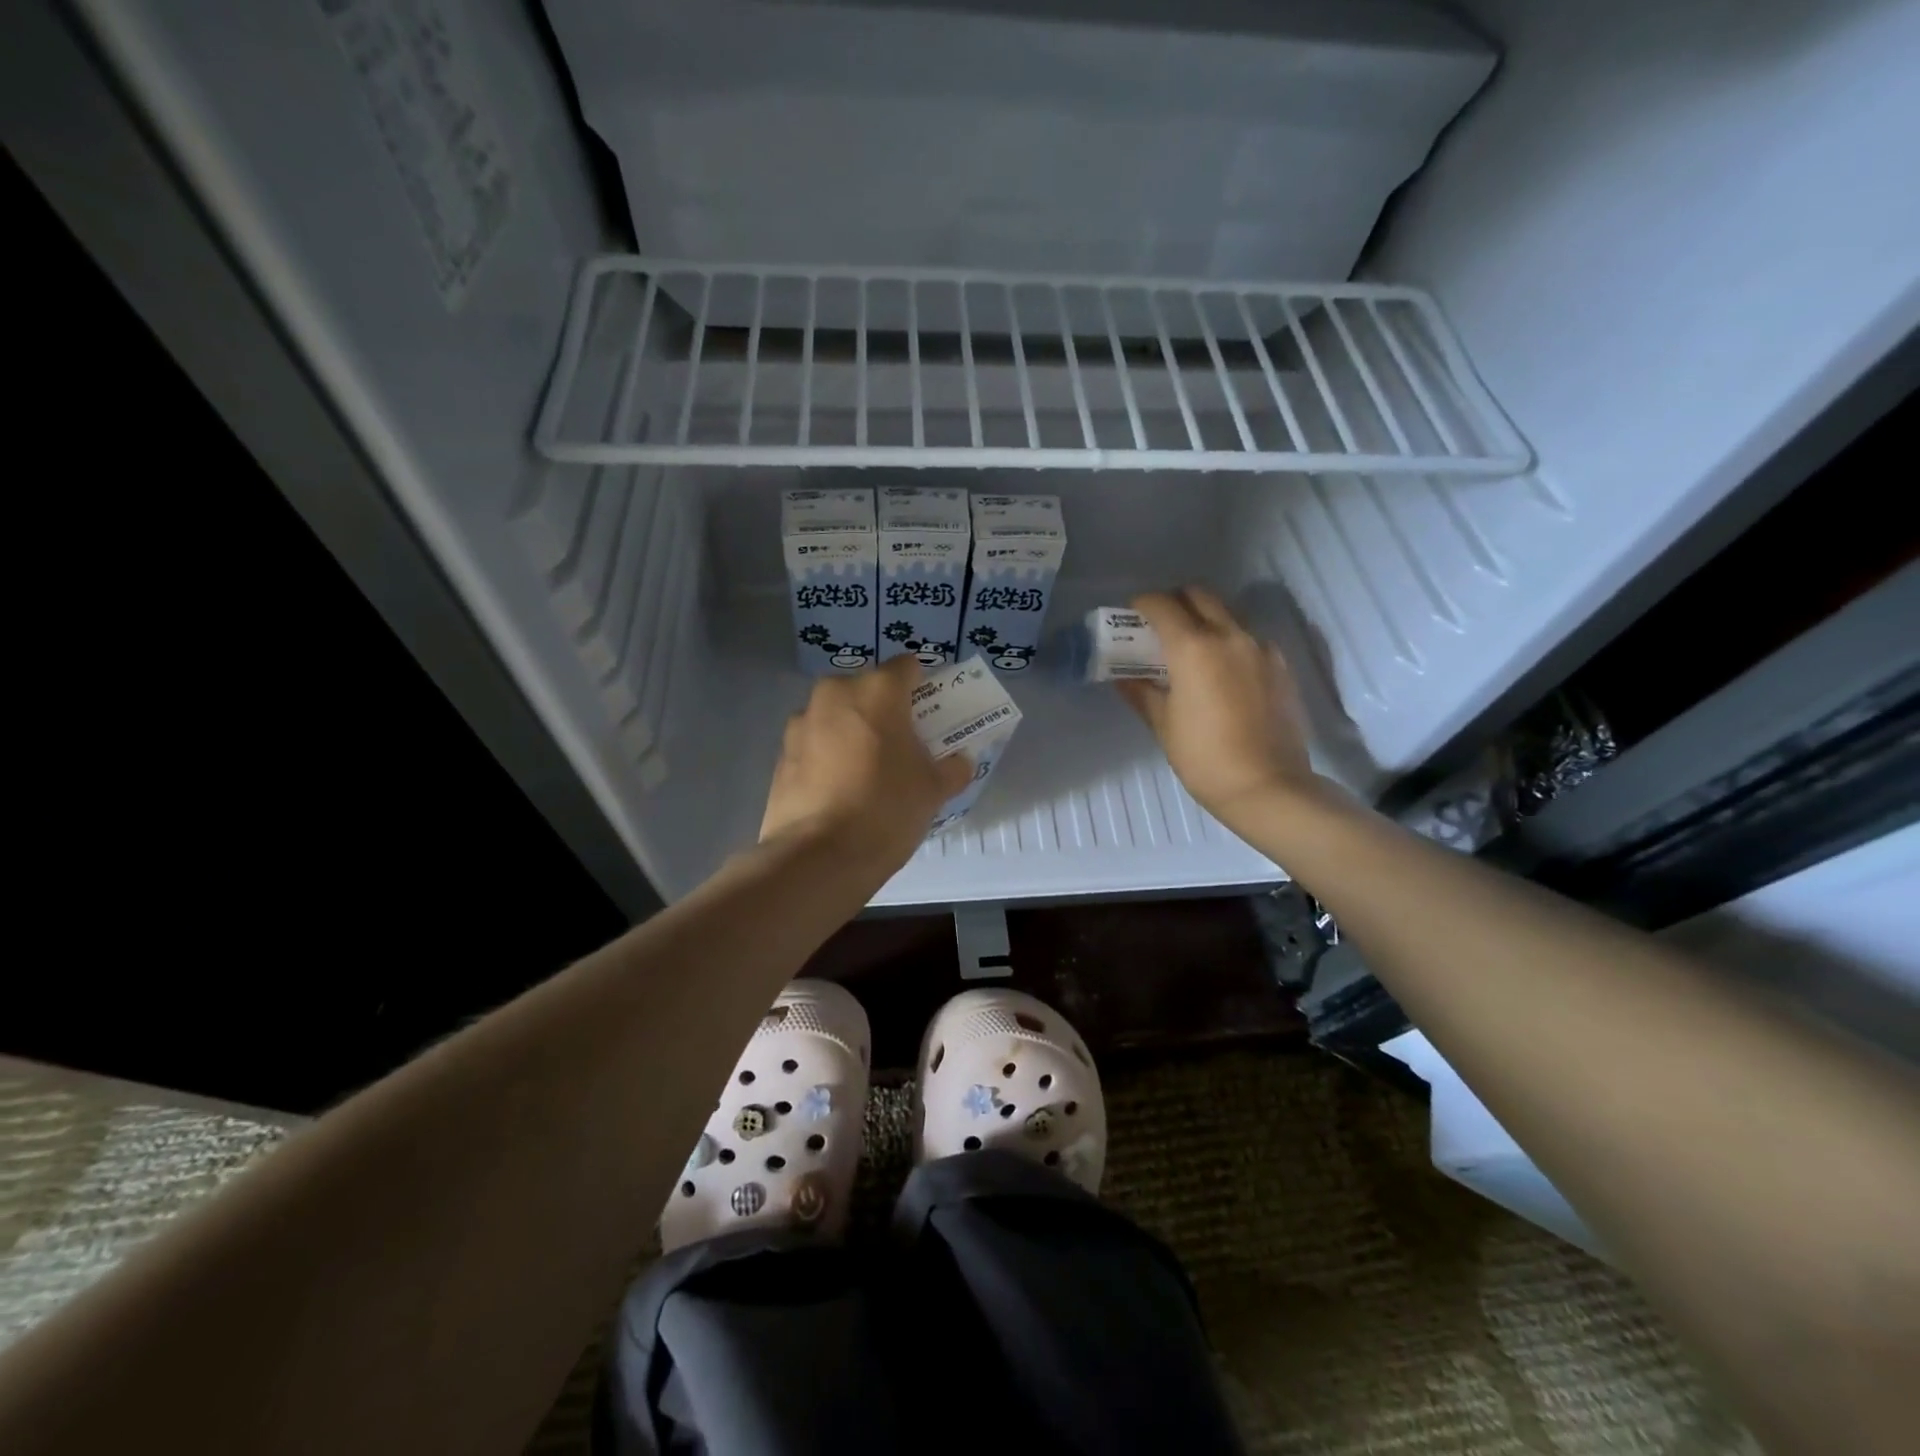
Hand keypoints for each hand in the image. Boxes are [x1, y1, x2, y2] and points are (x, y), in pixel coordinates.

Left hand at [760, 655, 973, 874]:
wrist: (817, 857)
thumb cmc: (886, 809)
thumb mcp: (933, 790)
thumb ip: (952, 768)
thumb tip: (960, 762)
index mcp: (877, 690)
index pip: (907, 666)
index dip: (922, 685)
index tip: (929, 712)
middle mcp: (835, 694)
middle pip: (867, 689)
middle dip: (883, 709)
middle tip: (900, 743)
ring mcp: (801, 723)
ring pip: (836, 715)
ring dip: (851, 731)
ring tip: (866, 769)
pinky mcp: (780, 755)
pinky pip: (813, 743)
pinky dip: (827, 755)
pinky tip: (838, 789)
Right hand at [1117, 588, 1322, 827]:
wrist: (1268, 786)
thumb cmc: (1204, 758)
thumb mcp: (1164, 725)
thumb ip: (1142, 693)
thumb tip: (1124, 677)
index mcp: (1193, 647)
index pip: (1162, 605)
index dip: (1142, 604)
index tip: (1131, 614)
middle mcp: (1230, 636)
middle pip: (1199, 595)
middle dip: (1175, 601)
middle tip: (1160, 625)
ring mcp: (1260, 648)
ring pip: (1227, 614)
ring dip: (1205, 619)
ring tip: (1191, 649)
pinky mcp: (1280, 666)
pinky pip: (1249, 638)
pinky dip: (1229, 641)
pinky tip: (1222, 671)